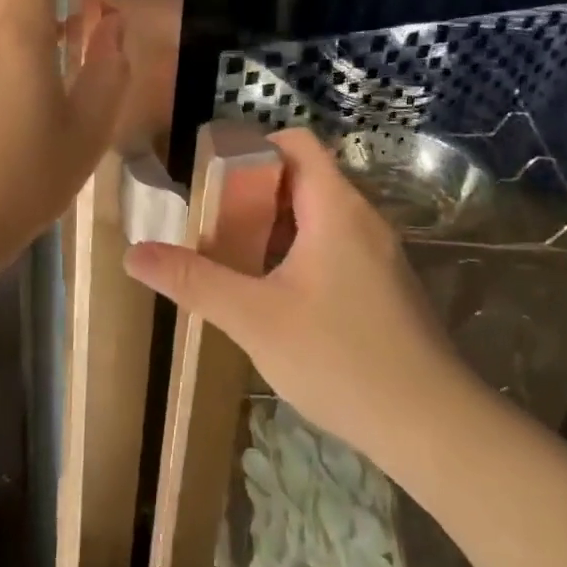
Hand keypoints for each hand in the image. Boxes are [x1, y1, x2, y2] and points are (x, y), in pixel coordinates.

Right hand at [123, 127, 466, 465]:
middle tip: (212, 225)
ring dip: (275, 230)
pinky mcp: (386, 287)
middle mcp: (363, 219)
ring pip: (320, 218)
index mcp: (335, 208)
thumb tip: (134, 254)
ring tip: (235, 261)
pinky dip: (300, 255)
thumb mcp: (254, 318)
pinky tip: (277, 298)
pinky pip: (336, 248)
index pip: (296, 143)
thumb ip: (195, 282)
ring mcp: (380, 255)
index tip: (213, 178)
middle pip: (304, 179)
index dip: (253, 147)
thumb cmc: (339, 358)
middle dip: (254, 195)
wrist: (432, 424)